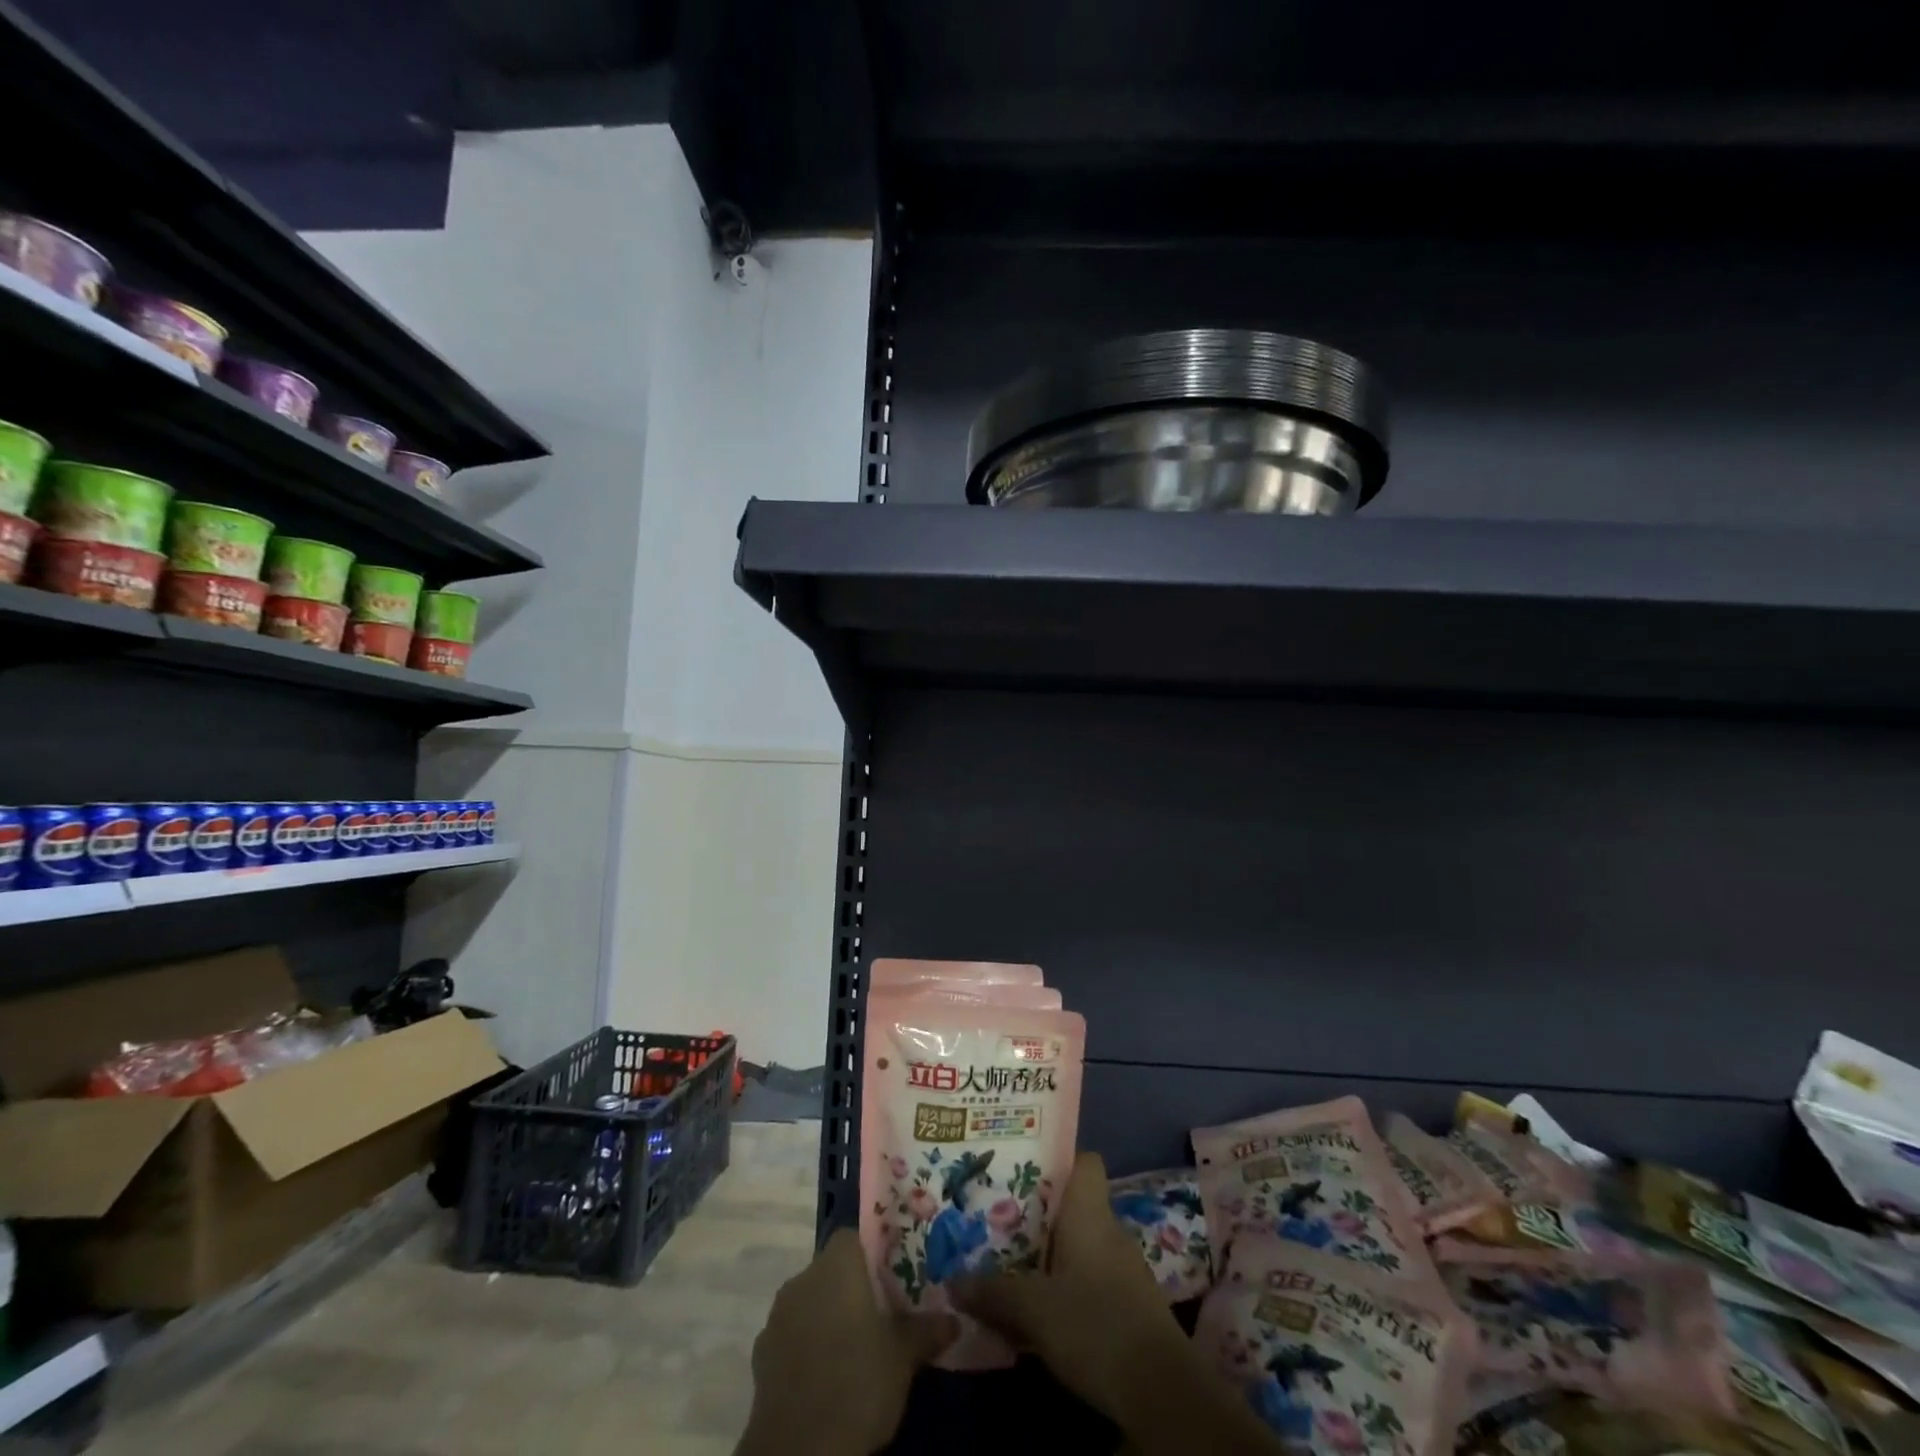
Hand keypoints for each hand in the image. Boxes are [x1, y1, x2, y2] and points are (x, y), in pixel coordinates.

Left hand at [737, 1226, 958, 1455]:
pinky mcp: (761, 1355)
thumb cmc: (858, 1381)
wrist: (799, 1449)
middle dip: (851, 1290)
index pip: (854, 1237)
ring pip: (809, 1303)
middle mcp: (803, 1278)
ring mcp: (777, 1316)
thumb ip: (926, 1330)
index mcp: (837, 1264)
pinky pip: (791, 1337)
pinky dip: (807, 1348)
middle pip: (831, 1270)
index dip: (873, 1254)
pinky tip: (826, 1377)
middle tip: (879, 1317)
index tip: (891, 1279)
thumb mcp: (904, 1356)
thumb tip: (954, 1319)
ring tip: (854, 1350)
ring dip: (827, 1319)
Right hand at [950, 1152, 1279, 1455]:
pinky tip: (1044, 1307)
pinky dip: (1069, 1285)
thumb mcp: (1033, 1308)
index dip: (1058, 1160)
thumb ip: (993, 1291)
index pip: (1084, 1162)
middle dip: (1040, 1213)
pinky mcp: (1130, 1305)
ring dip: (1053, 1253)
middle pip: (1075, 1205)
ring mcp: (1124, 1269)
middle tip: (1000, 1218)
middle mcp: (1110, 1230)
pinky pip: (1092, 1278)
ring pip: (1082, 1244)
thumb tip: (953, 1281)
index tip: (1023, 1169)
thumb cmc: (1095, 1326)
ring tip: (1013, 1262)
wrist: (1162, 1392)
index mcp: (1089, 1213)